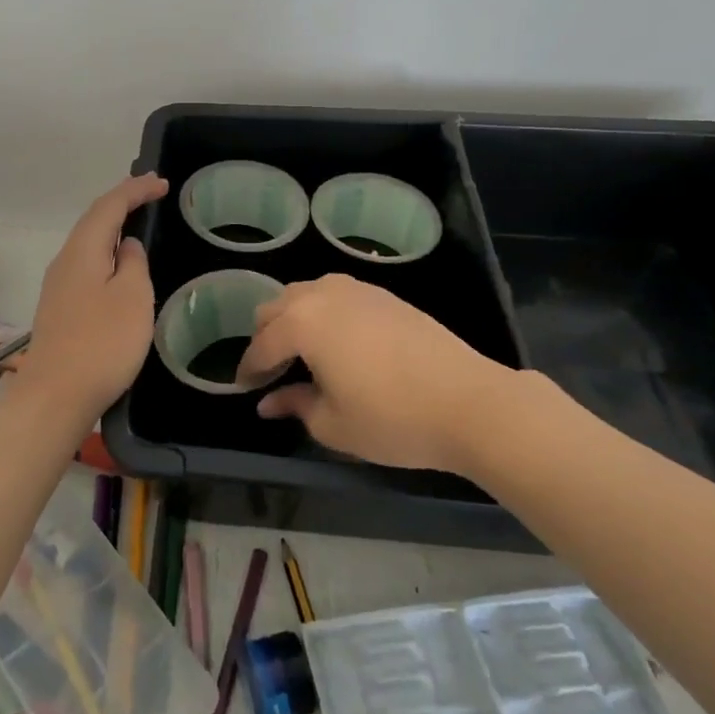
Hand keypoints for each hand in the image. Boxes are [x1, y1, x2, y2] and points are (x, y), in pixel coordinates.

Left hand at [19, 173, 169, 418]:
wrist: (55, 396)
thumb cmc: (102, 343)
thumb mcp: (133, 298)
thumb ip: (134, 263)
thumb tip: (127, 246)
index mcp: (83, 249)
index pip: (110, 205)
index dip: (136, 189)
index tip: (162, 184)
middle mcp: (65, 259)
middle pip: (94, 219)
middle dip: (122, 202)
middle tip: (152, 193)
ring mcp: (58, 284)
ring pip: (88, 242)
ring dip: (112, 227)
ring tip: (137, 222)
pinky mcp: (59, 307)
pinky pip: (86, 264)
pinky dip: (106, 252)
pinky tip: (117, 265)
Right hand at [237, 274, 521, 474]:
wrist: (469, 401)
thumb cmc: (393, 418)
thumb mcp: (333, 424)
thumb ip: (295, 405)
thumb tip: (270, 402)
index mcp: (302, 323)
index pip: (262, 345)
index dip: (249, 369)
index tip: (244, 389)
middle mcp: (322, 295)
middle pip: (276, 308)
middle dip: (267, 338)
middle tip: (272, 372)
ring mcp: (355, 290)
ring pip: (305, 294)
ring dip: (293, 319)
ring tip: (302, 353)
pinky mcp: (383, 295)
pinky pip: (335, 294)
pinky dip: (322, 313)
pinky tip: (337, 342)